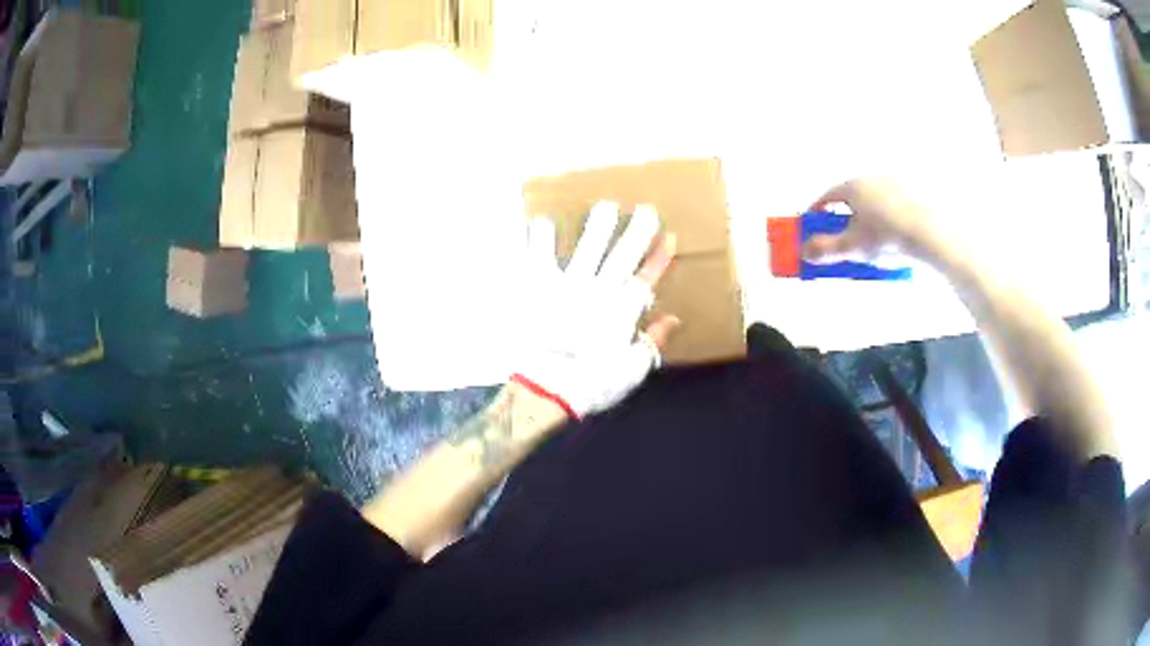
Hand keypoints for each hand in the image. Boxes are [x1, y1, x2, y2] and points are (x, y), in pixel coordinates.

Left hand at [515, 202, 679, 418]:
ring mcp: (565, 285)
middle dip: (636, 232)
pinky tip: (541, 220)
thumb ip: (652, 342)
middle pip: (621, 256)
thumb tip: (673, 320)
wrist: (546, 388)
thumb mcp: (631, 370)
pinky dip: (539, 239)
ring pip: (586, 248)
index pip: (645, 279)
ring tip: (605, 206)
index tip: (670, 237)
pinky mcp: (536, 287)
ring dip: (597, 227)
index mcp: (620, 312)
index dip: (658, 259)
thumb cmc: (590, 385)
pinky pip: (537, 256)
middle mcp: (597, 291)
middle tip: (646, 209)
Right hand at [803, 178, 948, 264]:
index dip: (816, 214)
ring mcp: (896, 186)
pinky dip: (888, 225)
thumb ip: (825, 250)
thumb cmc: (887, 237)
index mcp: (853, 186)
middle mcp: (873, 180)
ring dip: (868, 223)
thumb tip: (804, 251)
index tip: (812, 229)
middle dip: (844, 222)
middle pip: (851, 201)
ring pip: (874, 206)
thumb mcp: (852, 248)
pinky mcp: (915, 198)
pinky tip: (894, 244)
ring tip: (872, 248)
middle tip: (843, 243)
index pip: (826, 198)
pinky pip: (894, 211)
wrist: (931, 235)